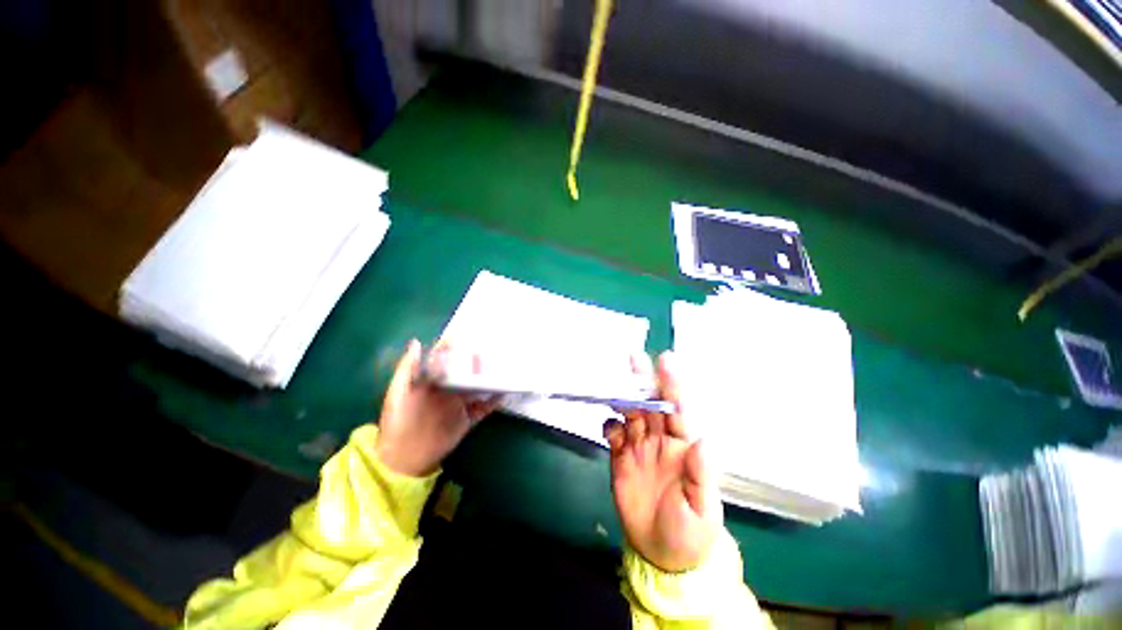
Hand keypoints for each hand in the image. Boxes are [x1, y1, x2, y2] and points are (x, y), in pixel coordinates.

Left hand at [376, 339, 499, 476]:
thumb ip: (407, 369)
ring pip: (478, 387)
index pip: (446, 360)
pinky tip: (504, 393)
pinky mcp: (467, 419)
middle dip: (478, 361)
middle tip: (493, 348)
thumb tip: (417, 341)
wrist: (404, 458)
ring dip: (489, 379)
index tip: (469, 334)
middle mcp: (449, 390)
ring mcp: (460, 404)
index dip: (455, 348)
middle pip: (466, 372)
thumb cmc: (398, 422)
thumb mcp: (398, 393)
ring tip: (503, 367)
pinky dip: (495, 401)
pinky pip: (484, 408)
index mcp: (432, 381)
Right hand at [604, 352, 721, 572]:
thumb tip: (703, 439)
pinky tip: (610, 429)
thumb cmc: (690, 530)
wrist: (662, 554)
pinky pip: (614, 434)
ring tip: (614, 388)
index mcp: (683, 445)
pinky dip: (610, 426)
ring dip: (623, 399)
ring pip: (630, 414)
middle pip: (650, 404)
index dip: (672, 385)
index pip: (678, 409)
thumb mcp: (701, 508)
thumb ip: (700, 474)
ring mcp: (639, 447)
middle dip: (643, 380)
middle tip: (634, 357)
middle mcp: (660, 439)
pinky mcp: (620, 457)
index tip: (666, 361)